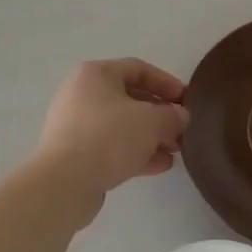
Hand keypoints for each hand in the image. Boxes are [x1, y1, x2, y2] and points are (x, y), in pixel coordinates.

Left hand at [33, 58, 188, 207]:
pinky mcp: (75, 154)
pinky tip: (160, 166)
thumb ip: (172, 115)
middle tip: (182, 129)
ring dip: (150, 136)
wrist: (64, 183)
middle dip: (160, 114)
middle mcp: (82, 94)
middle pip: (130, 98)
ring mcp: (76, 125)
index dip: (166, 83)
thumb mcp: (151, 122)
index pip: (138, 69)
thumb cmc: (109, 137)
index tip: (187, 101)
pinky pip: (111, 146)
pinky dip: (135, 152)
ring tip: (175, 150)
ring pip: (121, 125)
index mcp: (95, 75)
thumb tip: (180, 116)